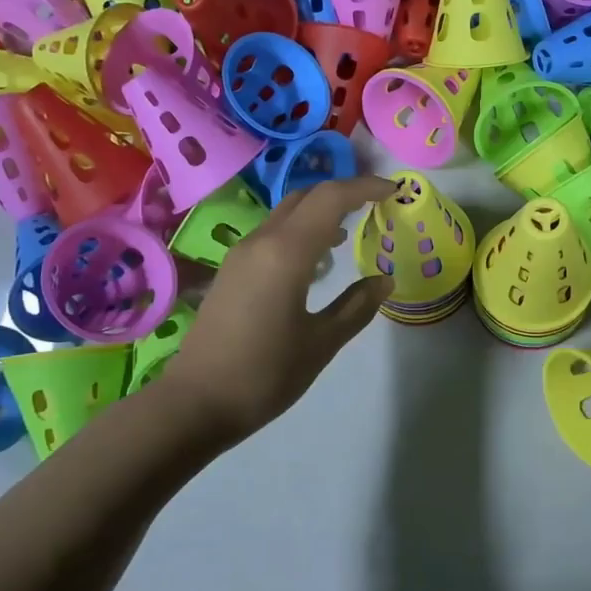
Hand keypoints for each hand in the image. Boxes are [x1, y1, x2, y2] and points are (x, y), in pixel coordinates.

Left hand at [162, 176, 395, 440]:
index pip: (330, 198)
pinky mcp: (232, 271)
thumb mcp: (322, 343)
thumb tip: (384, 280)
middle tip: (376, 204)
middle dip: (343, 192)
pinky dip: (301, 230)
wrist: (195, 402)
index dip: (365, 187)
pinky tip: (317, 259)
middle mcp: (262, 241)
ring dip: (320, 211)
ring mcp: (242, 254)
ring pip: (287, 213)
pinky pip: (273, 233)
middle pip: (306, 197)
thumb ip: (357, 305)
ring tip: (351, 229)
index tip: (394, 191)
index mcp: (287, 252)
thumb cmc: (265, 374)